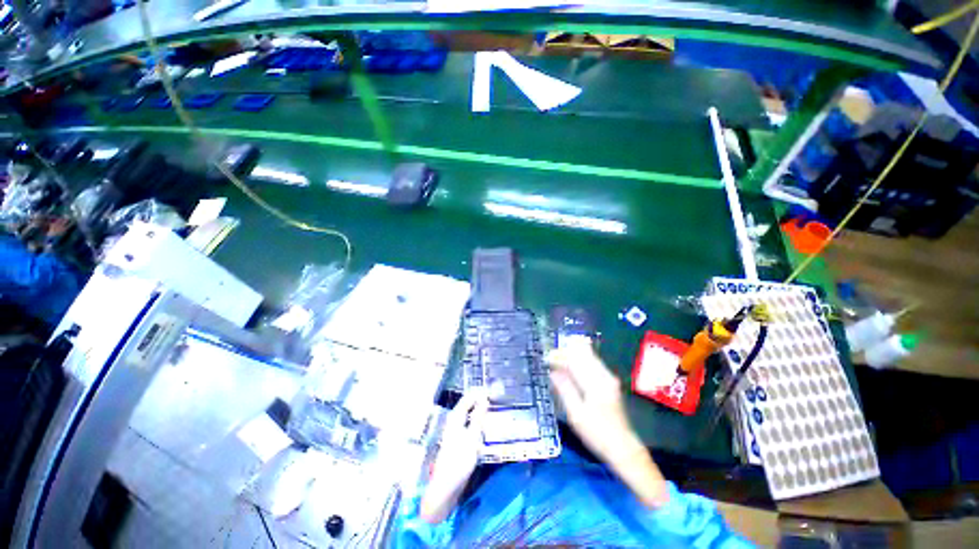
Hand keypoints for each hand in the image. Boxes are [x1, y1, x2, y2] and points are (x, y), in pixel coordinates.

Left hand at [420, 390, 487, 522]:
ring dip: (481, 411)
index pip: (469, 397)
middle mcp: (454, 420)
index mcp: (455, 417)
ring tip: (494, 409)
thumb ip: (478, 417)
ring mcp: (455, 430)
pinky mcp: (458, 440)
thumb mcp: (472, 438)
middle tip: (497, 398)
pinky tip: (486, 426)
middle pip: (469, 404)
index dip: (481, 392)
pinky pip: (470, 423)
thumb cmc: (459, 461)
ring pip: (470, 414)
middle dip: (481, 400)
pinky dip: (479, 421)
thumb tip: (484, 398)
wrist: (445, 488)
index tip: (495, 390)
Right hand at [547, 339, 669, 507]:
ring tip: (559, 361)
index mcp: (595, 383)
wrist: (623, 449)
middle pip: (584, 355)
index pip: (575, 361)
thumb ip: (564, 389)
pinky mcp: (611, 383)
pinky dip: (581, 362)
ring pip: (589, 358)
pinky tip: (572, 368)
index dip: (559, 357)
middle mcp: (604, 376)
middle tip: (551, 357)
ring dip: (573, 356)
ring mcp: (610, 378)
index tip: (546, 358)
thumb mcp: (576, 414)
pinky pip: (594, 364)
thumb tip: (553, 372)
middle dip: (566, 353)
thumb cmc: (597, 433)